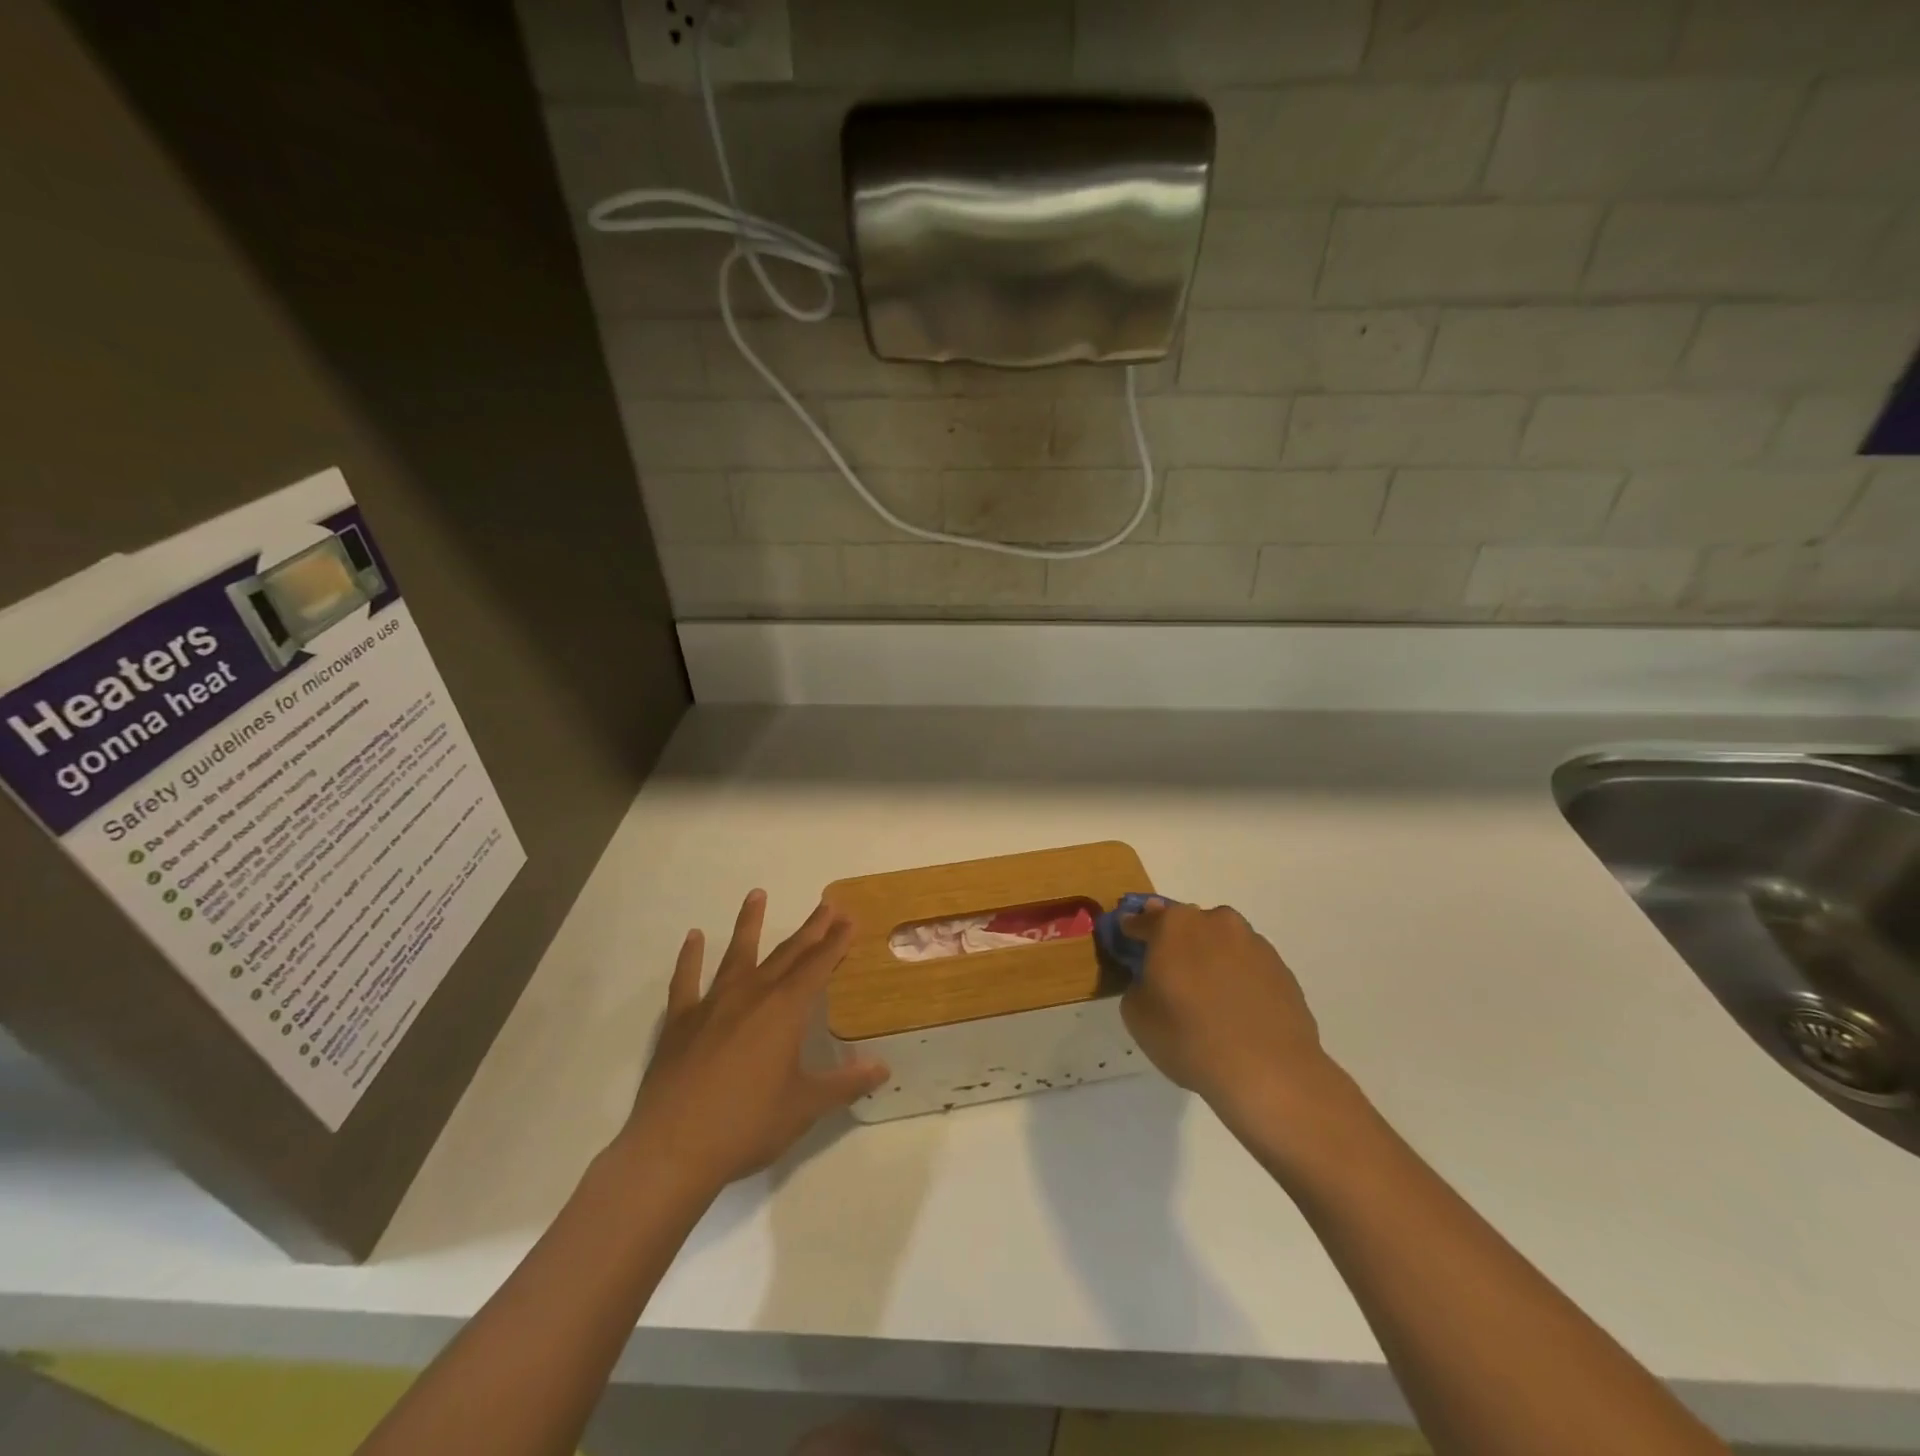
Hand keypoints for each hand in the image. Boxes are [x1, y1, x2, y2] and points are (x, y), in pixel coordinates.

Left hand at [613, 891, 888, 1196]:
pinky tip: (693, 937)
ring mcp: (712, 1005)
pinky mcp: (680, 1022)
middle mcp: (751, 996)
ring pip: (737, 954)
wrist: (672, 1151)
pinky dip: (689, 957)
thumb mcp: (805, 1107)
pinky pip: (686, 981)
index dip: (836, 942)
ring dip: (750, 924)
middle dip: (810, 930)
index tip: (849, 919)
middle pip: (787, 954)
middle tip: (826, 905)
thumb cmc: (747, 1126)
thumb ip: (845, 1085)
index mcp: (784, 1011)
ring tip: (756, 894)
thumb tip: (883, 1069)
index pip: (817, 967)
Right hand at [1119, 899, 1337, 1123]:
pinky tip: (1236, 1011)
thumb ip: (1137, 984)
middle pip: (1186, 925)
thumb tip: (1152, 979)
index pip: (1142, 920)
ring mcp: (1253, 943)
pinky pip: (1247, 965)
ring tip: (1208, 998)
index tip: (1128, 945)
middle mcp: (1215, 921)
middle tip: (1170, 975)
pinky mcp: (1281, 968)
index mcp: (1174, 925)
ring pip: (1220, 942)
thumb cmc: (1189, 1037)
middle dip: (1175, 943)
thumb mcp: (1136, 1015)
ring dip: (1210, 958)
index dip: (1132, 932)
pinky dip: (1237, 978)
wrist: (1269, 1072)